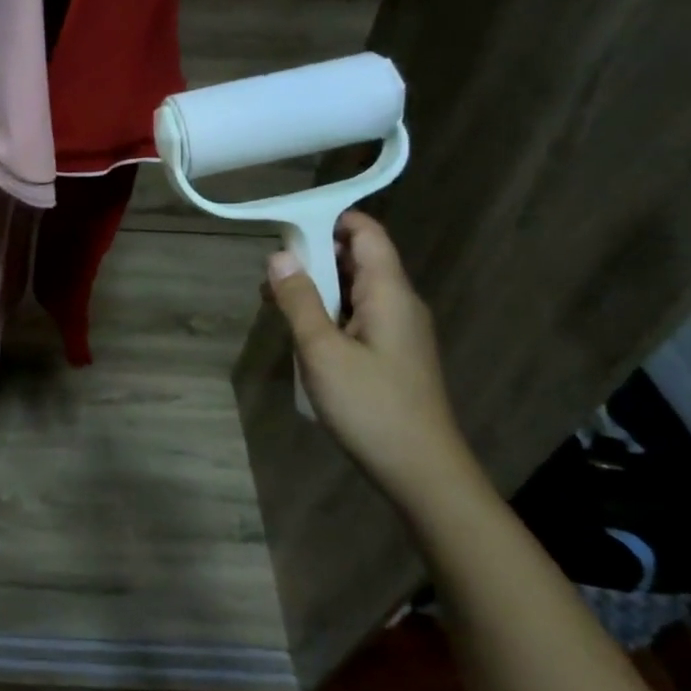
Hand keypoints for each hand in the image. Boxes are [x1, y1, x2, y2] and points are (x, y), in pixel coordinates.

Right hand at [264, 210, 482, 509]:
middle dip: (313, 256)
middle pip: (357, 258)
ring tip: (274, 303)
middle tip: (270, 272)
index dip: (330, 220)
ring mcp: (398, 330)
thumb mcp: (322, 351)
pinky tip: (301, 334)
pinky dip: (327, 313)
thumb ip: (299, 300)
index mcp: (388, 292)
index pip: (366, 232)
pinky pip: (357, 316)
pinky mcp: (392, 353)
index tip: (287, 227)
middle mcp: (399, 302)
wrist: (421, 470)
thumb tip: (279, 256)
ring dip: (316, 288)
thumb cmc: (370, 406)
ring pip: (354, 289)